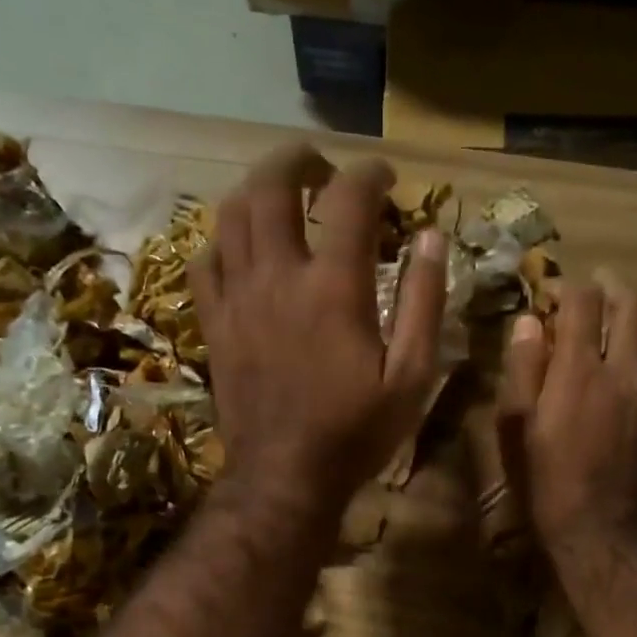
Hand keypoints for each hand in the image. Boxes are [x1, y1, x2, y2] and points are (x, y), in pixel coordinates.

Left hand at [195, 143, 446, 517]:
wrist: (285, 477)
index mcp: (333, 288)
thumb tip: (431, 238)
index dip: (370, 173)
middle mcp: (278, 278)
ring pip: (232, 214)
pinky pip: (205, 261)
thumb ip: (425, 302)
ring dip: (258, 189)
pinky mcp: (214, 322)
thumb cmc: (356, 431)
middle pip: (272, 186)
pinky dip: (224, 239)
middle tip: (322, 167)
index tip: (387, 177)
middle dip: (299, 159)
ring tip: (283, 193)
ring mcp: (238, 298)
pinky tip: (243, 246)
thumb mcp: (412, 376)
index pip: (349, 199)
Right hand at [498, 269, 636, 556]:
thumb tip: (527, 323)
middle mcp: (625, 373)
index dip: (569, 289)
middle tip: (599, 294)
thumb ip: (522, 369)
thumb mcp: (516, 426)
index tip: (554, 296)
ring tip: (629, 326)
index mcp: (579, 370)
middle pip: (636, 308)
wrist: (599, 531)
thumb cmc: (545, 481)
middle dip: (616, 291)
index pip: (583, 303)